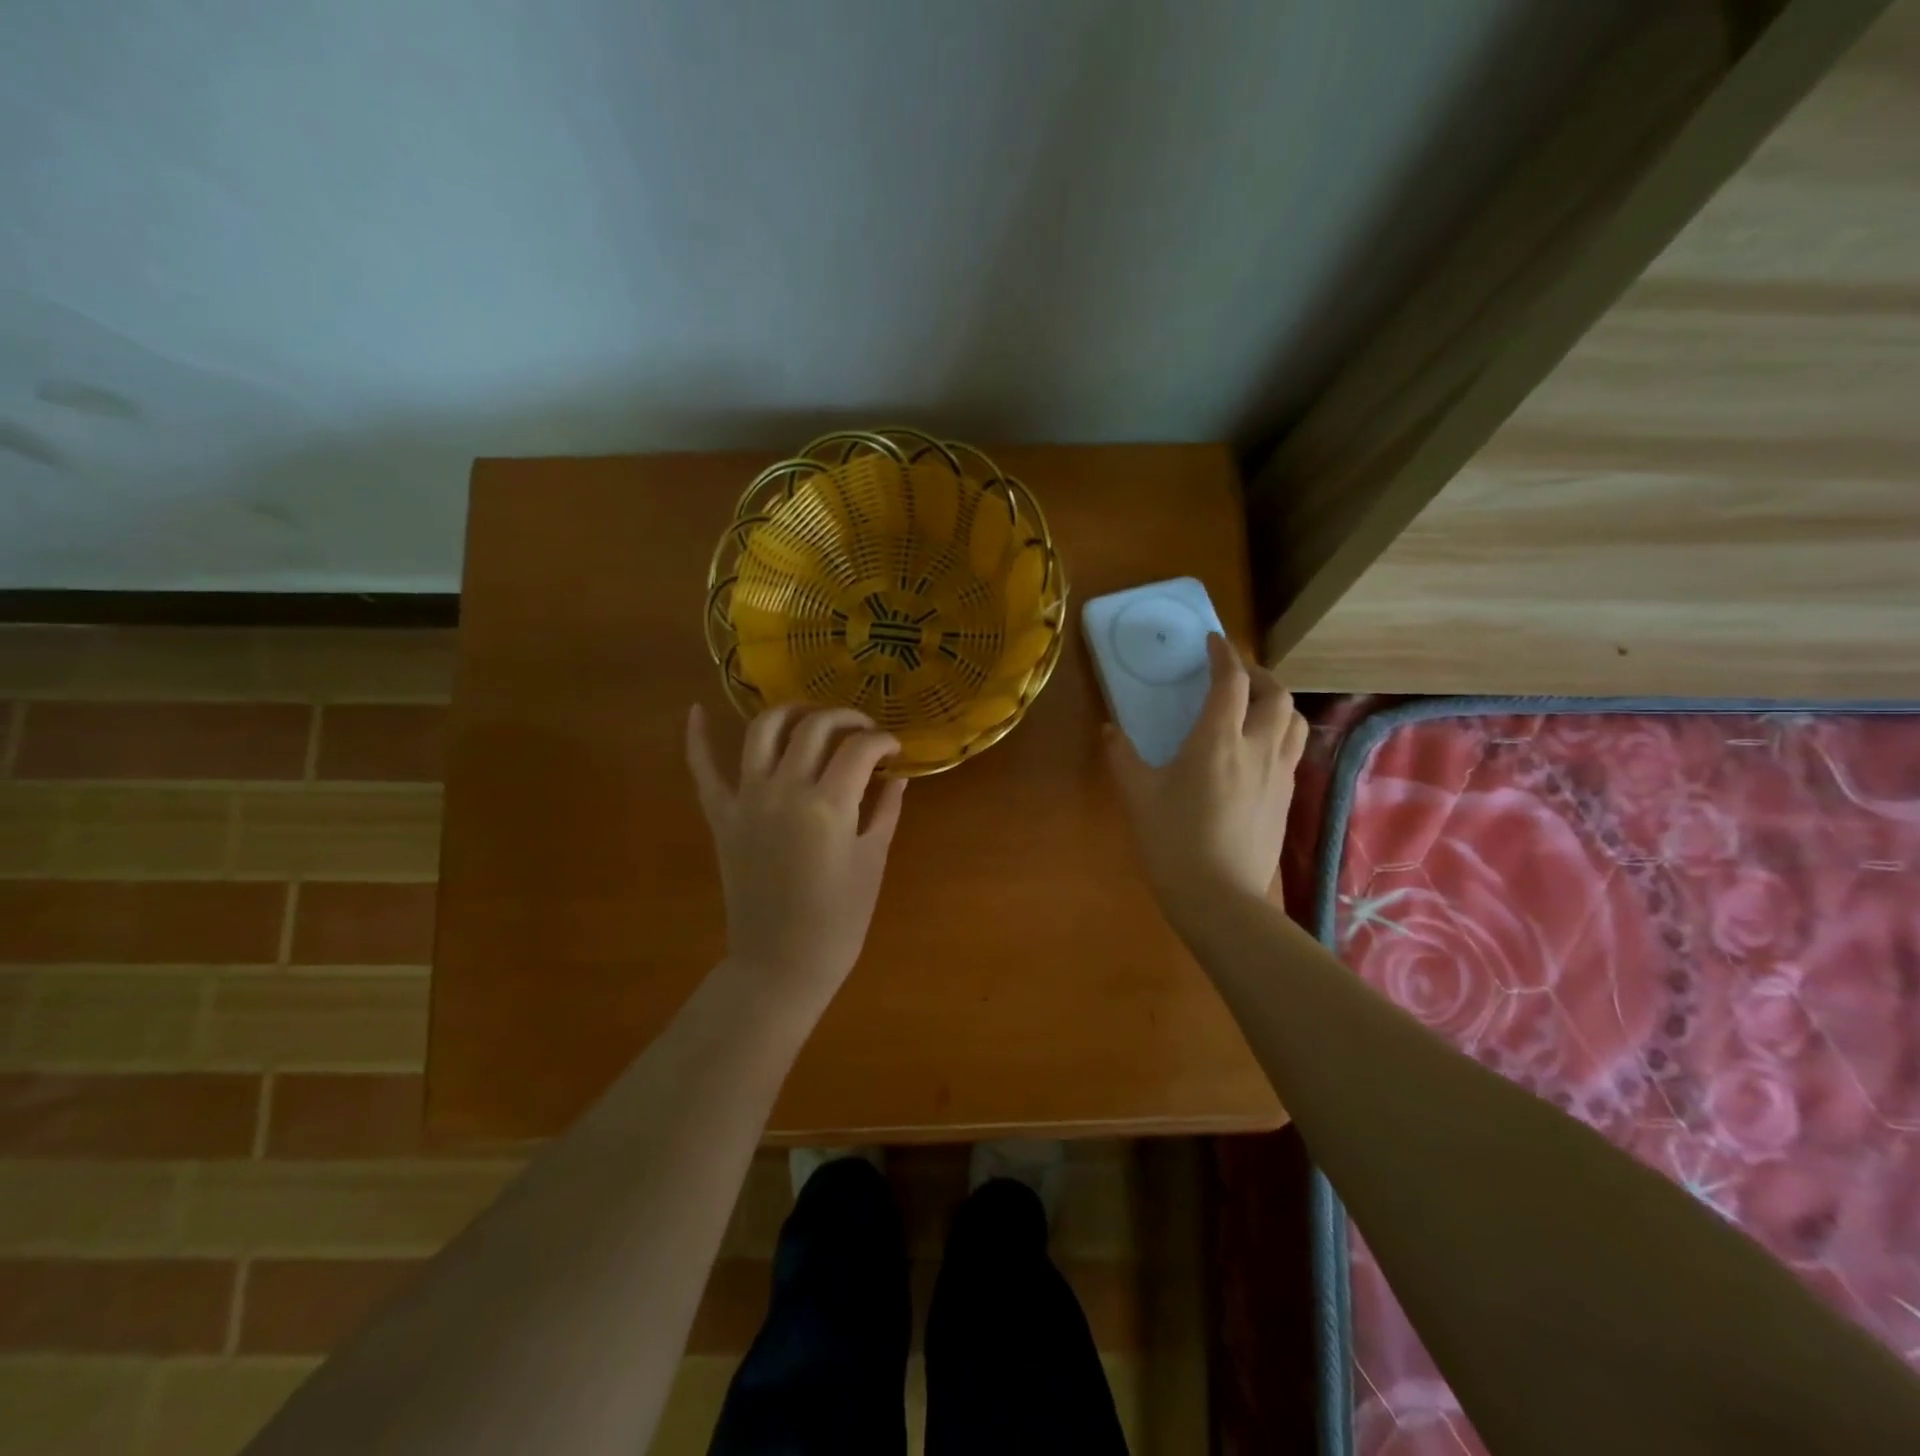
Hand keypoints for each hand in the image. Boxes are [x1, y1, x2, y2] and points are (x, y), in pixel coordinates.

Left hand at [687, 703, 906, 998]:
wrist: (780, 963)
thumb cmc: (839, 919)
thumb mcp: (872, 861)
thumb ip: (884, 810)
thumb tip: (897, 777)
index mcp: (829, 804)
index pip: (860, 748)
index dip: (883, 742)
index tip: (895, 751)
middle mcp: (784, 788)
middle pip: (815, 726)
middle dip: (846, 718)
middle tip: (863, 732)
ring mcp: (746, 799)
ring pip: (762, 730)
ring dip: (790, 712)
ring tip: (810, 716)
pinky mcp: (721, 815)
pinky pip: (702, 769)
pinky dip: (697, 737)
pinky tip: (697, 711)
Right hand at [1104, 634, 1308, 924]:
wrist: (1220, 897)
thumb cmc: (1173, 841)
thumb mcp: (1138, 796)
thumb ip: (1122, 756)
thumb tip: (1108, 729)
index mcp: (1218, 740)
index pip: (1231, 681)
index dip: (1223, 654)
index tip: (1212, 641)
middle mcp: (1258, 748)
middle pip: (1275, 694)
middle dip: (1257, 674)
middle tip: (1235, 674)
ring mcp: (1279, 774)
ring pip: (1295, 721)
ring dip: (1277, 703)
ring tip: (1254, 706)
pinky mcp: (1287, 799)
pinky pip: (1293, 750)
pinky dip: (1280, 733)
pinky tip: (1259, 750)